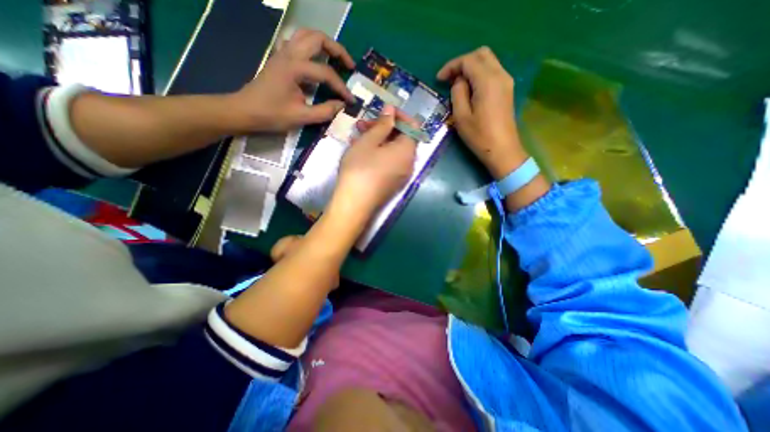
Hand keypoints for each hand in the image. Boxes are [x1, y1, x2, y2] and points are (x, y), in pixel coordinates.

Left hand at [226, 28, 356, 132]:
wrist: (245, 111)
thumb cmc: (272, 115)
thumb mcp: (301, 117)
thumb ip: (325, 111)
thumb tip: (342, 105)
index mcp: (294, 68)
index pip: (326, 73)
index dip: (341, 87)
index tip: (351, 100)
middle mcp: (289, 54)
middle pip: (318, 38)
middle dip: (338, 50)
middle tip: (349, 66)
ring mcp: (283, 53)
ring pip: (307, 35)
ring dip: (325, 43)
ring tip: (337, 59)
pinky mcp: (280, 58)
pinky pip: (297, 42)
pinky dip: (311, 46)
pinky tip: (316, 59)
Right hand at [335, 105, 418, 214]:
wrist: (355, 204)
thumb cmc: (360, 168)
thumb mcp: (369, 142)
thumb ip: (382, 124)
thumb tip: (392, 110)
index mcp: (407, 151)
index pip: (412, 126)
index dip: (399, 115)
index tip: (382, 110)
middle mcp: (409, 163)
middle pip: (402, 139)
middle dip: (384, 128)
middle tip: (363, 125)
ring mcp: (402, 175)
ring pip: (393, 151)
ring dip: (379, 140)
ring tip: (358, 136)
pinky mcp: (393, 184)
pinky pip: (390, 163)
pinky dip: (379, 153)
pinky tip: (362, 152)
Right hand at [438, 47, 528, 178]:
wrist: (502, 149)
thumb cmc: (479, 136)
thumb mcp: (461, 116)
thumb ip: (458, 93)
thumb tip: (459, 82)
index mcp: (487, 81)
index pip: (468, 61)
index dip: (451, 66)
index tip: (439, 79)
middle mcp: (500, 75)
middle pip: (481, 54)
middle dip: (462, 63)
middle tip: (449, 78)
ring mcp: (506, 81)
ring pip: (488, 61)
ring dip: (471, 67)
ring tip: (457, 84)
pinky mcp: (507, 89)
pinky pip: (492, 71)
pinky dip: (479, 74)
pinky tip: (470, 88)